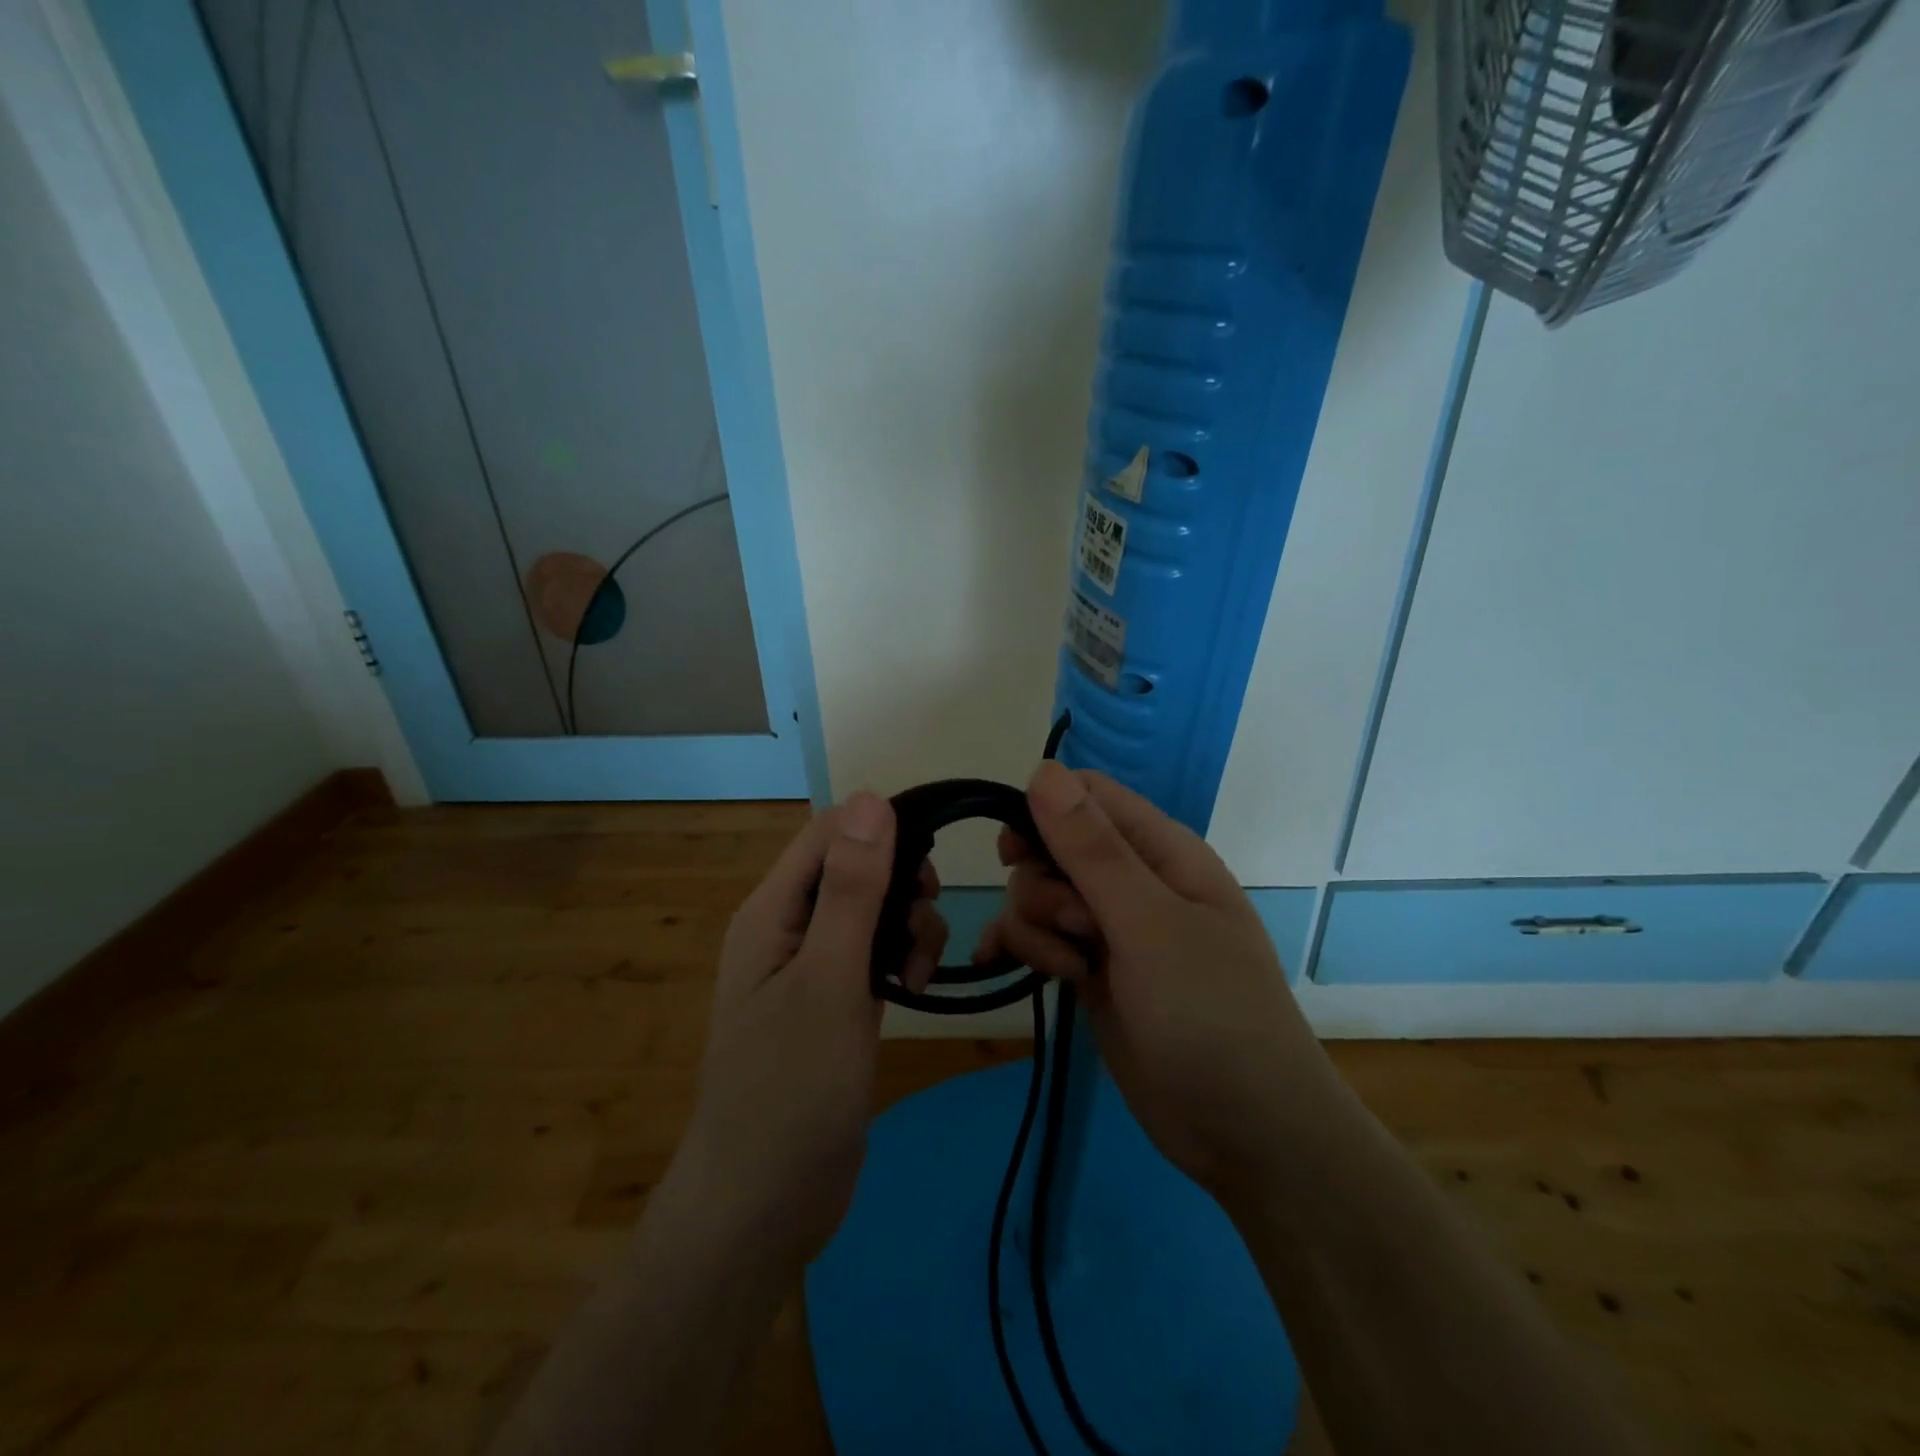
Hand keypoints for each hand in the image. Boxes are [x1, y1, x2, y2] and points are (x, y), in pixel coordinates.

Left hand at [666, 793, 945, 1273]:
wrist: (765, 1204)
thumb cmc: (791, 1088)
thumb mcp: (829, 979)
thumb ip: (852, 889)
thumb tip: (871, 798)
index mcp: (771, 910)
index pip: (828, 832)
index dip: (880, 829)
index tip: (929, 863)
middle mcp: (788, 927)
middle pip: (855, 866)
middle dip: (900, 882)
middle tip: (924, 917)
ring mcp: (813, 966)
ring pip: (873, 909)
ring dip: (907, 923)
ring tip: (918, 969)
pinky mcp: (835, 1000)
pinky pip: (875, 951)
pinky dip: (901, 956)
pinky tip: (914, 986)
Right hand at [979, 762, 1339, 1198]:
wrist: (1242, 1130)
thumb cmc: (1209, 1012)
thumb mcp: (1148, 923)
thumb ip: (1092, 849)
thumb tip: (1043, 770)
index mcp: (1162, 851)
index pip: (1089, 796)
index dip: (1045, 812)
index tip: (1016, 852)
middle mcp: (1135, 882)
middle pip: (1055, 846)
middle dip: (1043, 883)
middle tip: (1073, 927)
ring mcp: (1112, 930)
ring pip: (1040, 895)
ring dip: (1035, 926)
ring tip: (1070, 970)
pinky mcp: (1091, 971)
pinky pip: (1040, 939)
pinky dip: (1020, 947)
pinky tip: (998, 964)